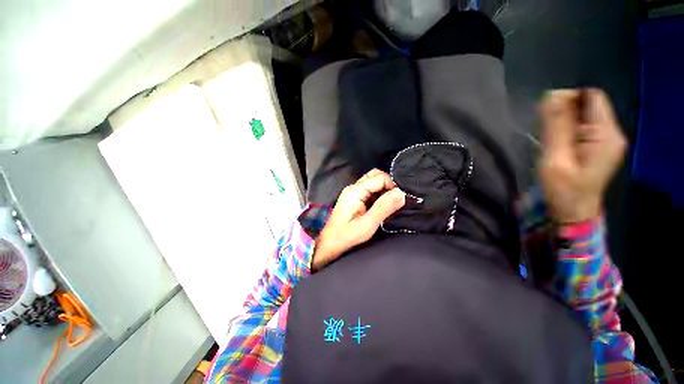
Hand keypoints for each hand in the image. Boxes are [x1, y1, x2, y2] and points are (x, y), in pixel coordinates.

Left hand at [312, 169, 405, 270]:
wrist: (329, 243)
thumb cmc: (347, 236)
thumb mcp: (368, 224)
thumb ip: (384, 207)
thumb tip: (401, 193)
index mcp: (356, 191)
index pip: (380, 178)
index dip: (392, 186)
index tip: (399, 200)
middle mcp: (353, 187)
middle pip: (375, 175)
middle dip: (388, 184)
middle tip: (395, 200)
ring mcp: (352, 192)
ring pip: (372, 181)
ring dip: (384, 189)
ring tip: (389, 204)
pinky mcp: (353, 198)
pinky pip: (369, 189)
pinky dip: (378, 193)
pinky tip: (381, 205)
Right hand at [539, 88, 626, 223]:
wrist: (573, 213)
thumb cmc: (563, 189)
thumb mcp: (555, 158)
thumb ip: (556, 127)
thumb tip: (552, 95)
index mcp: (606, 135)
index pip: (592, 97)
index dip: (568, 98)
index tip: (547, 115)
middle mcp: (612, 133)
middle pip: (589, 105)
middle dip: (565, 112)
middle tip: (546, 132)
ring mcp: (608, 141)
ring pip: (585, 117)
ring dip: (565, 123)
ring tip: (552, 141)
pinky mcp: (600, 147)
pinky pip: (584, 128)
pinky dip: (568, 130)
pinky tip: (559, 145)